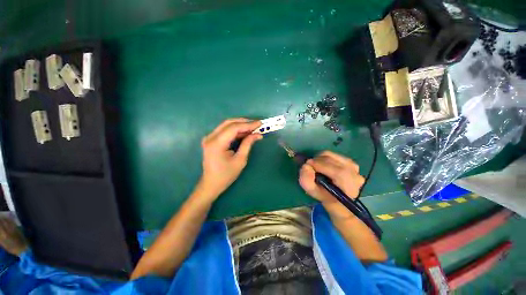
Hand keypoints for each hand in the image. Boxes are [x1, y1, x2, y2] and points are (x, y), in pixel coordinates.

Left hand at [198, 118, 262, 199]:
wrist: (211, 184)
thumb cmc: (226, 175)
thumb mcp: (240, 160)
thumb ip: (248, 144)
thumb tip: (257, 134)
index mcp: (217, 143)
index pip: (234, 128)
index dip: (248, 124)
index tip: (260, 123)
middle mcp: (211, 137)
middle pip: (229, 123)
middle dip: (244, 122)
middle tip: (257, 125)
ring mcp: (209, 138)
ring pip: (227, 125)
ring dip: (240, 125)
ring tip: (253, 128)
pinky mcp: (211, 140)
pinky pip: (225, 130)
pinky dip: (235, 130)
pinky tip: (244, 132)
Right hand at [299, 151, 364, 205]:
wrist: (338, 199)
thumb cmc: (325, 197)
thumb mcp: (313, 192)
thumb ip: (306, 181)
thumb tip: (306, 166)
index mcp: (349, 185)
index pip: (337, 171)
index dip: (320, 165)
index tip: (307, 164)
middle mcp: (355, 174)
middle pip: (332, 160)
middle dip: (317, 161)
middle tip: (309, 166)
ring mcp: (353, 166)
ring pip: (332, 155)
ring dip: (320, 159)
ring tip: (316, 166)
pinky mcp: (350, 161)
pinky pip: (333, 154)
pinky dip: (324, 157)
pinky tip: (323, 165)